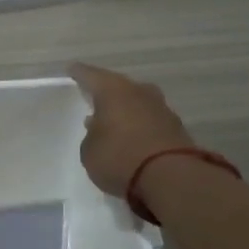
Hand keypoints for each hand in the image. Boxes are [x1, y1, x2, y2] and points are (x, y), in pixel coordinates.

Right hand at [68, 62, 194, 197]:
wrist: (171, 178)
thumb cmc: (119, 157)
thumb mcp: (90, 151)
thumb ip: (92, 135)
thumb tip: (99, 127)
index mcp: (112, 90)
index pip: (90, 75)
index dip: (79, 73)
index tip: (72, 70)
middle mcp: (138, 91)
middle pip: (118, 86)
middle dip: (106, 92)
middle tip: (94, 99)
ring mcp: (161, 108)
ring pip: (137, 102)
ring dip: (126, 110)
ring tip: (114, 121)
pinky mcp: (177, 128)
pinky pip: (151, 120)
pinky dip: (141, 125)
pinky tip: (134, 136)